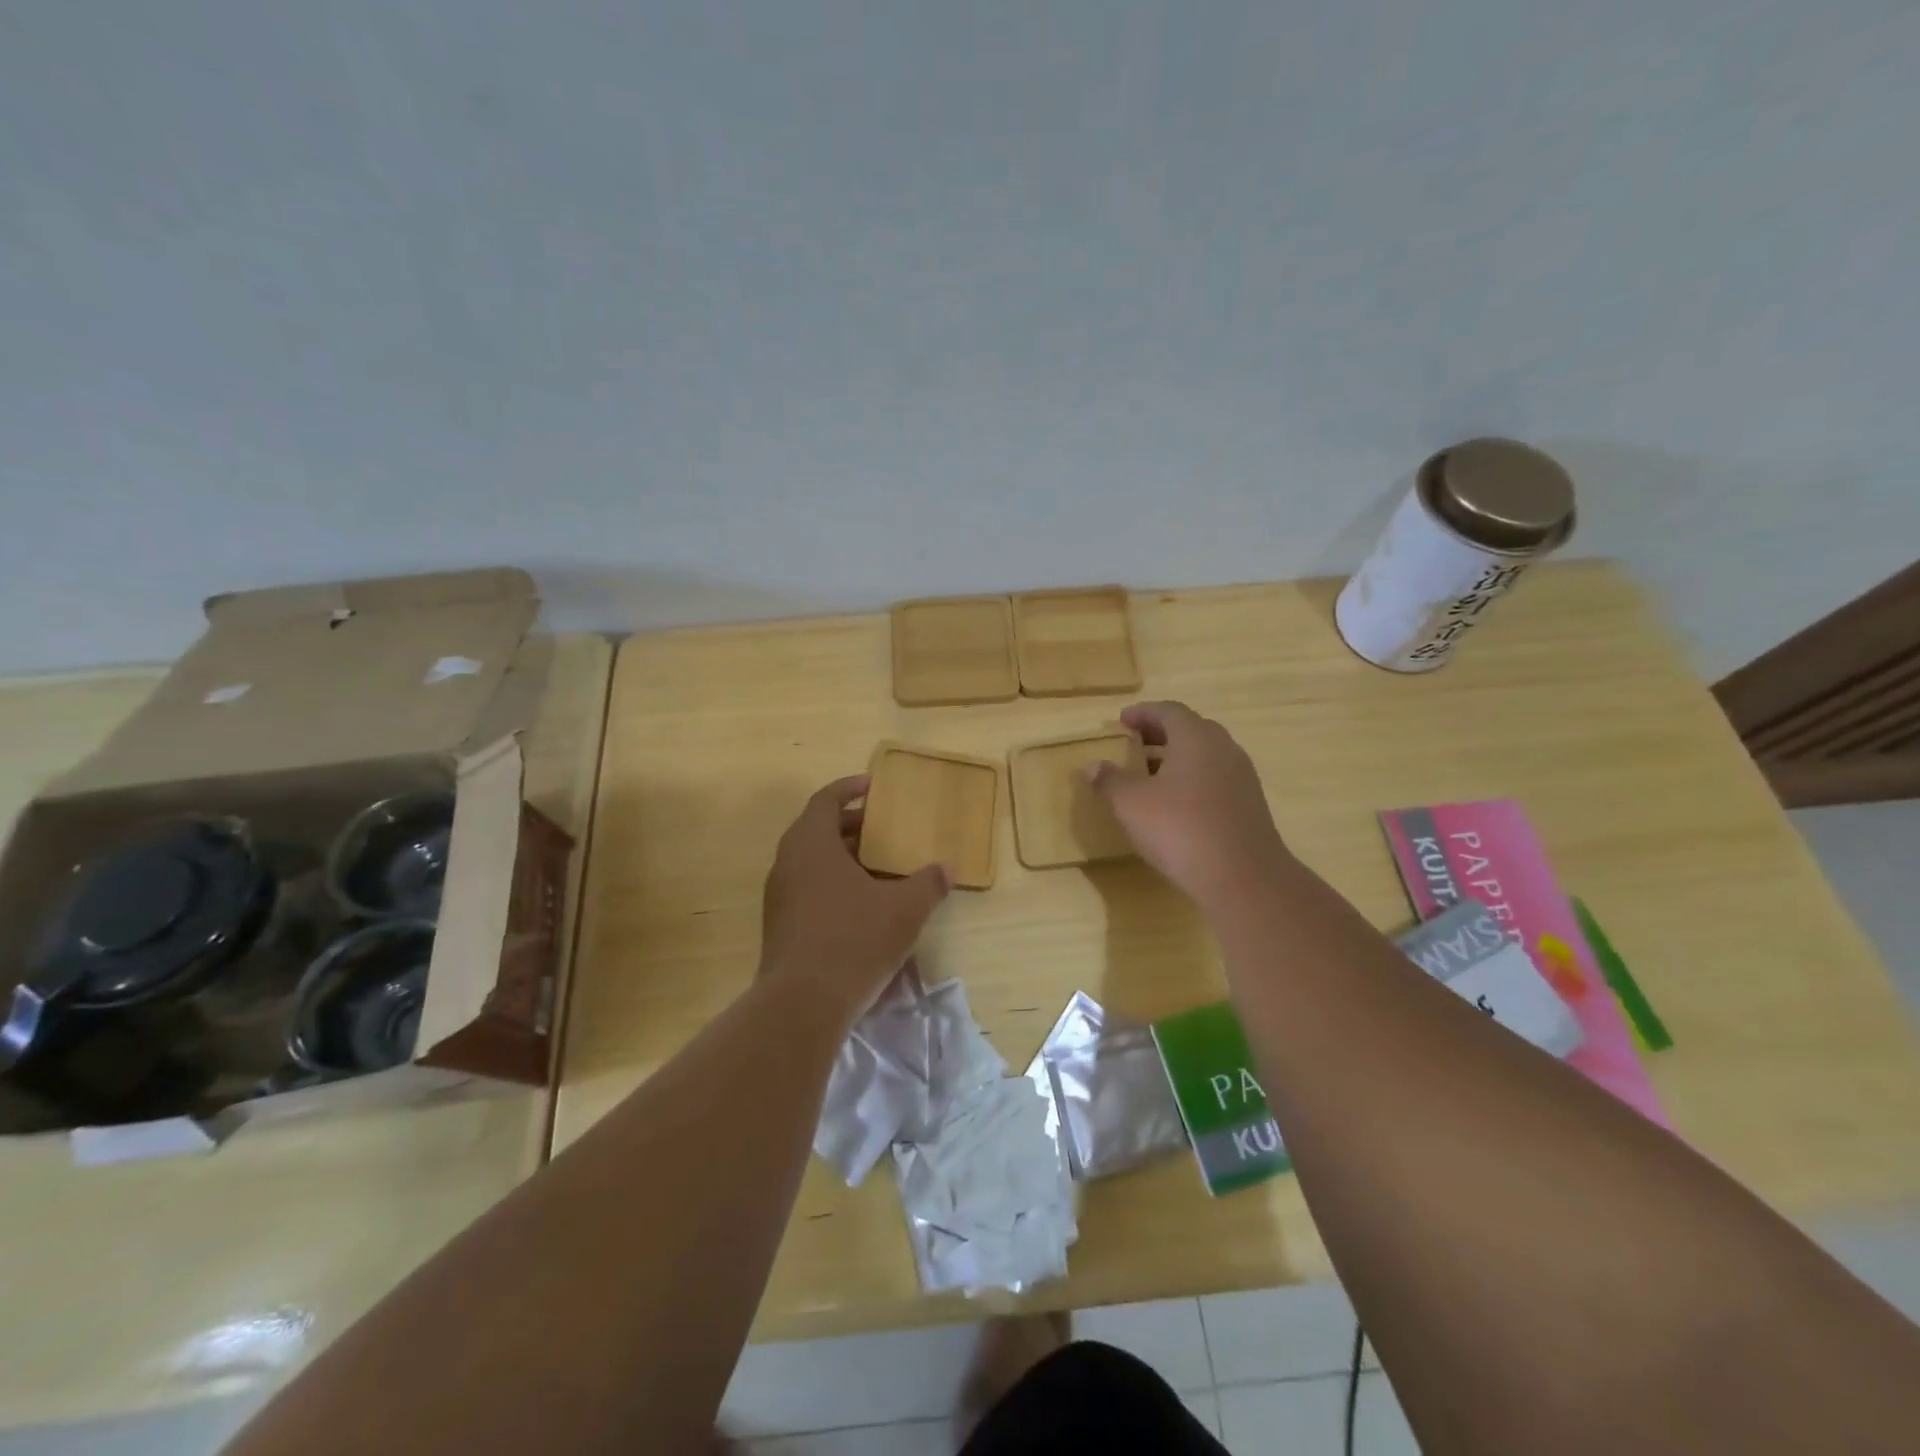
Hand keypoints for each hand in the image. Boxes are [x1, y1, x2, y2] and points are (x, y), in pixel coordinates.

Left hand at [760, 775, 950, 1017]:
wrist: (802, 1004)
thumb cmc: (854, 940)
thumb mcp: (904, 909)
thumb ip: (928, 883)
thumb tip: (946, 868)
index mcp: (811, 844)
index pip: (826, 800)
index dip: (849, 789)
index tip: (873, 787)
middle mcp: (788, 863)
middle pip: (818, 829)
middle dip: (852, 826)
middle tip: (884, 830)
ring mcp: (779, 896)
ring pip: (811, 862)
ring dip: (843, 857)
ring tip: (878, 867)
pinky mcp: (779, 926)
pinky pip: (807, 889)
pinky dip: (833, 884)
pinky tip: (861, 905)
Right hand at [1088, 701, 1290, 906]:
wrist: (1242, 877)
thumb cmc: (1180, 829)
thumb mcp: (1131, 804)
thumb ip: (1110, 781)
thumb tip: (1092, 766)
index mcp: (1196, 738)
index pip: (1169, 710)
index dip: (1143, 713)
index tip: (1122, 721)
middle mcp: (1223, 748)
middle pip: (1190, 728)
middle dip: (1160, 732)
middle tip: (1134, 742)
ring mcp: (1241, 777)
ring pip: (1205, 754)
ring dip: (1177, 756)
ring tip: (1150, 773)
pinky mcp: (1249, 804)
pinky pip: (1216, 777)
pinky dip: (1192, 778)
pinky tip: (1176, 802)